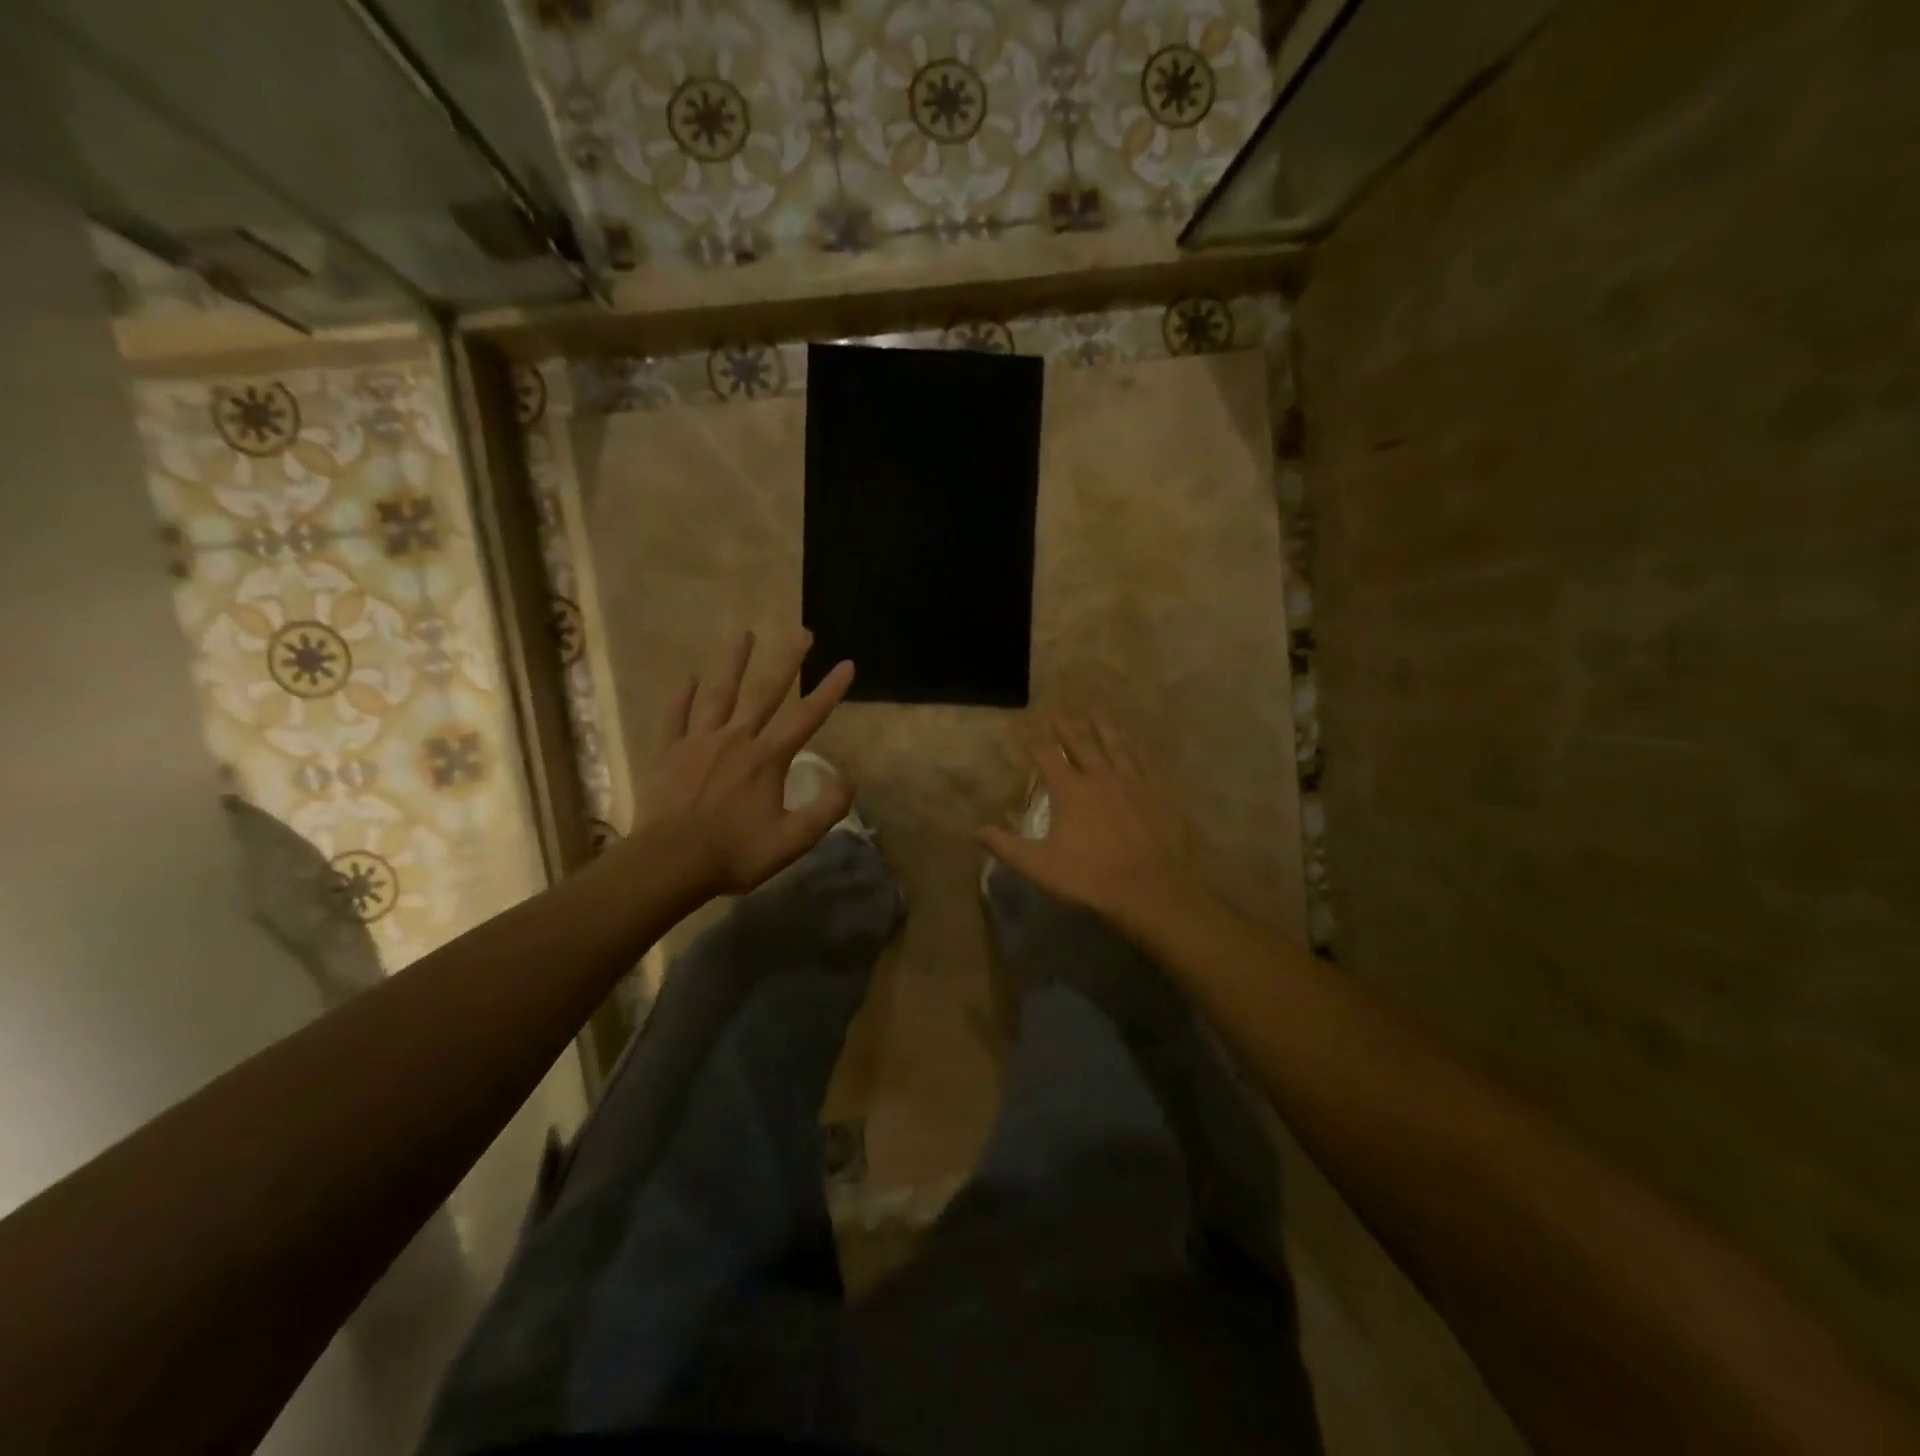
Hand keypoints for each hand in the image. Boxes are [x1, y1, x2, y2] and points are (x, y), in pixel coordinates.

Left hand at [636, 630, 855, 896]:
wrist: (670, 863)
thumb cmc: (735, 853)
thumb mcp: (793, 840)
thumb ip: (826, 809)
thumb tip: (849, 779)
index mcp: (768, 759)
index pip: (806, 718)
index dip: (830, 690)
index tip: (847, 664)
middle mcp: (737, 739)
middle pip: (766, 693)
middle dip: (787, 661)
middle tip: (802, 633)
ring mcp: (699, 742)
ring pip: (720, 693)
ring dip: (733, 662)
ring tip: (743, 633)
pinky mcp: (668, 752)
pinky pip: (676, 717)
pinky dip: (683, 696)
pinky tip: (689, 678)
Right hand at [977, 710, 1192, 920]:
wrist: (1151, 889)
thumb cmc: (1090, 878)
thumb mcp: (1040, 866)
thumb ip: (1007, 846)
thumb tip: (975, 830)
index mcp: (1070, 790)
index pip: (1043, 754)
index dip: (1029, 736)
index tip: (1019, 720)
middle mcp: (1100, 777)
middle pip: (1080, 744)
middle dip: (1064, 726)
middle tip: (1056, 709)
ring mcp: (1132, 782)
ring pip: (1115, 746)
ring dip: (1103, 726)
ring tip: (1096, 709)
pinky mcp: (1159, 793)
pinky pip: (1145, 761)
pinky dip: (1136, 747)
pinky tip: (1135, 742)